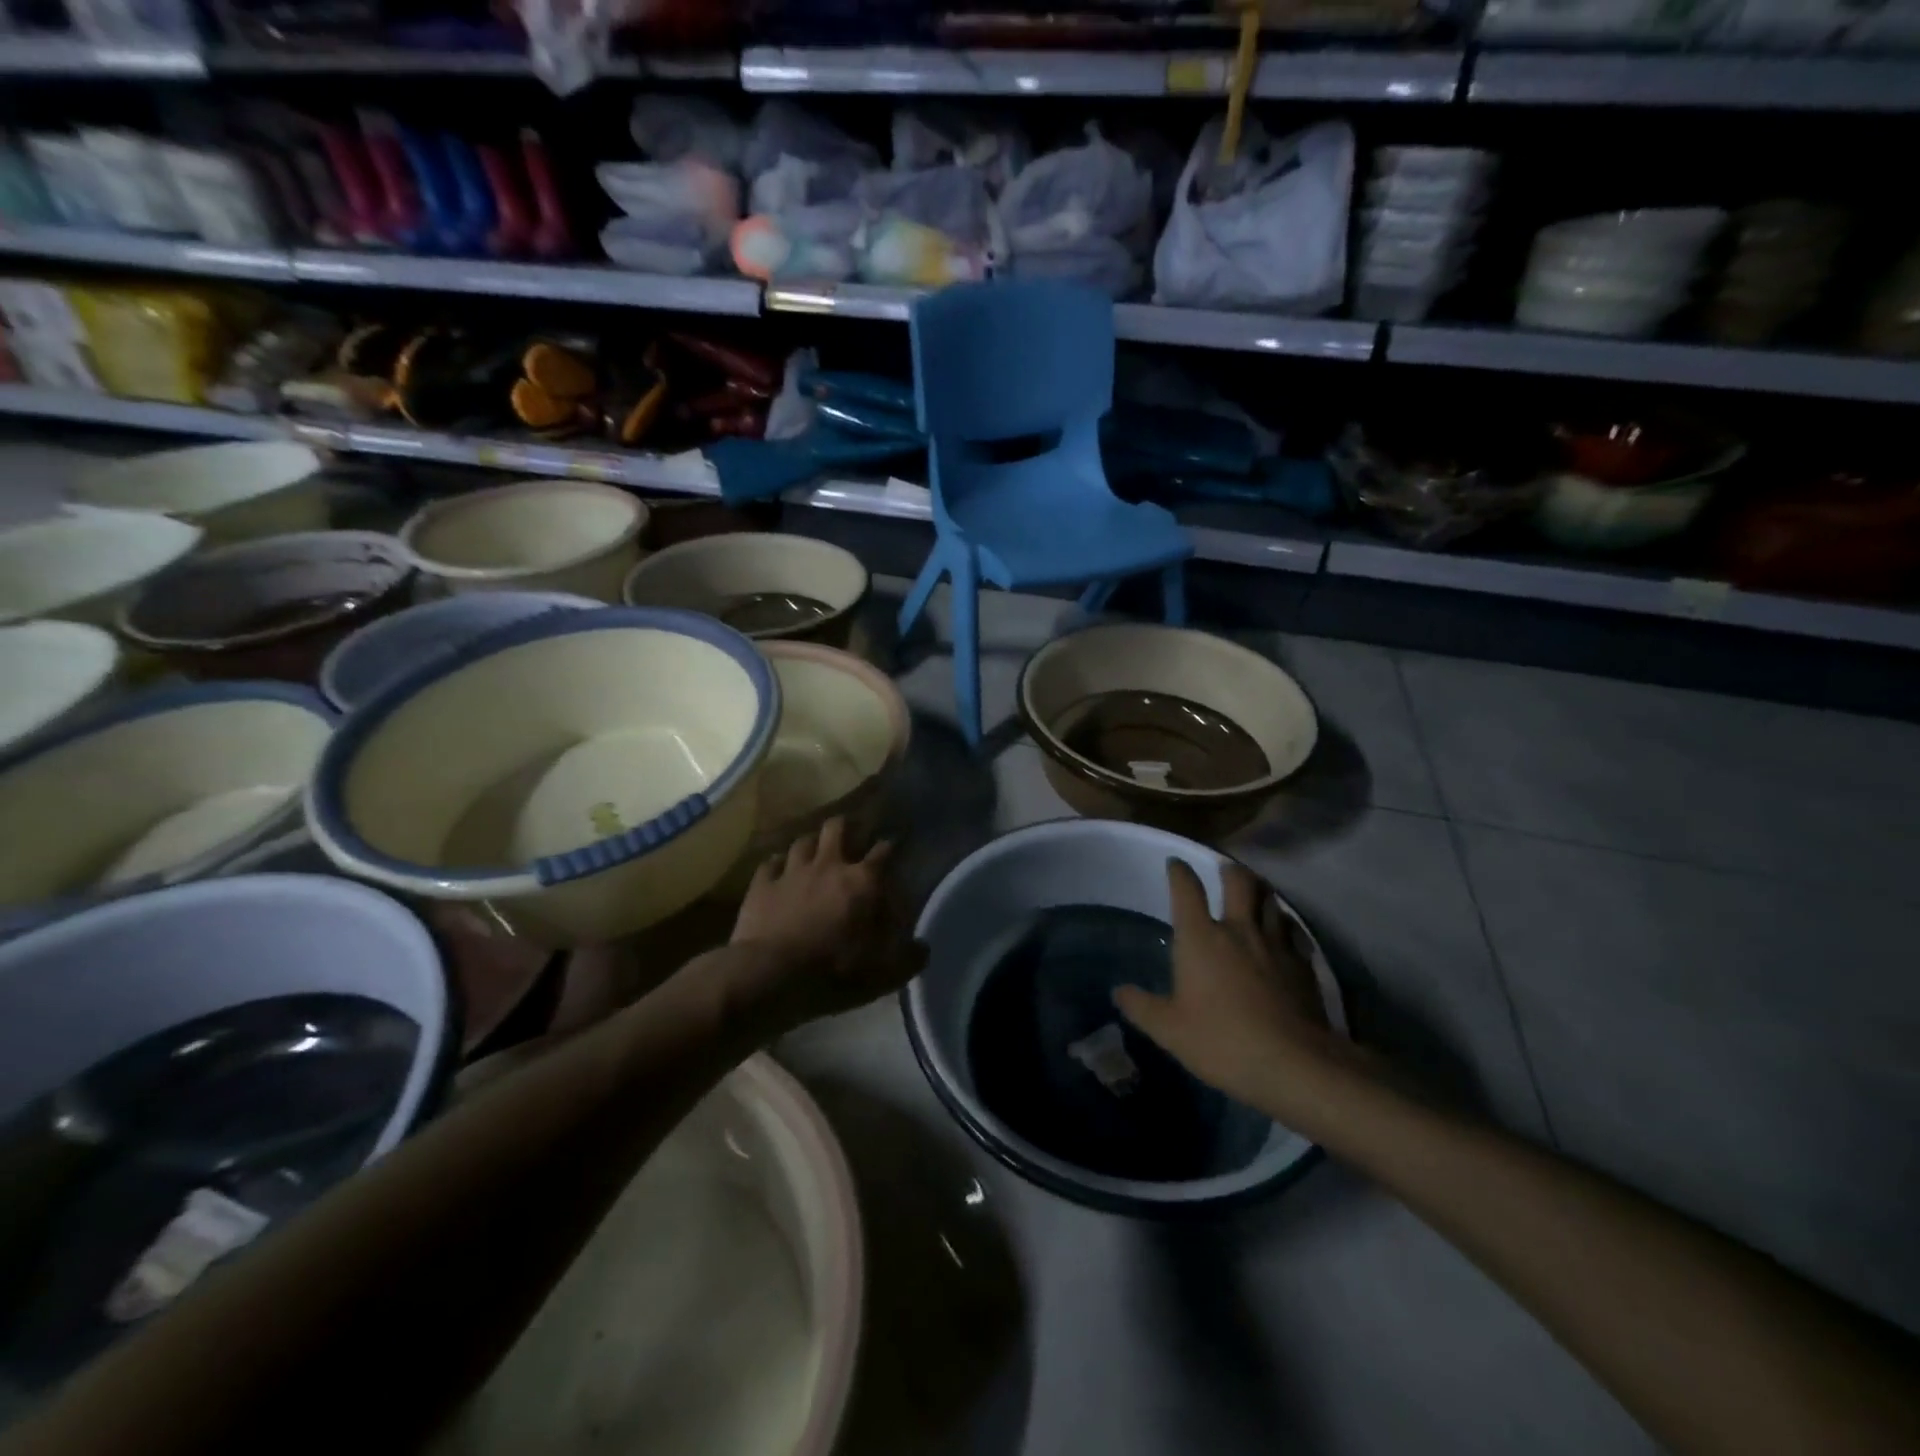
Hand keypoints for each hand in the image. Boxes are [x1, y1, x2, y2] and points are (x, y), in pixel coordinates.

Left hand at [724, 817, 923, 1033]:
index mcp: (863, 882)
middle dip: (846, 826)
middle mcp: (828, 865)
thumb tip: (922, 948)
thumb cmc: (833, 972)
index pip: (884, 850)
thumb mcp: (883, 974)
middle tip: (850, 835)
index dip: (891, 845)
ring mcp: (791, 872)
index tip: (894, 843)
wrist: (770, 976)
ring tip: (814, 851)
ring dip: (811, 844)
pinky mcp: (761, 885)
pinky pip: (770, 863)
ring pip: (802, 841)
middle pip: (837, 827)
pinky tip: (778, 869)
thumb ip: (908, 958)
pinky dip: (777, 864)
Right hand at [1114, 858, 1345, 1113]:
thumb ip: (1142, 1007)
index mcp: (1201, 938)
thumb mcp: (1170, 1030)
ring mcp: (1275, 944)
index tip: (1175, 864)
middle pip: (1238, 882)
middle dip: (1229, 869)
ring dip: (1260, 890)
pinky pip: (1293, 930)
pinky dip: (1284, 923)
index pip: (1187, 889)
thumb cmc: (1222, 1041)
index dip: (1179, 872)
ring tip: (1254, 890)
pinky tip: (1283, 931)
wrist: (1294, 1064)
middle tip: (1224, 868)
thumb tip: (1118, 991)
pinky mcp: (1302, 964)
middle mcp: (1238, 929)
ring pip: (1270, 899)